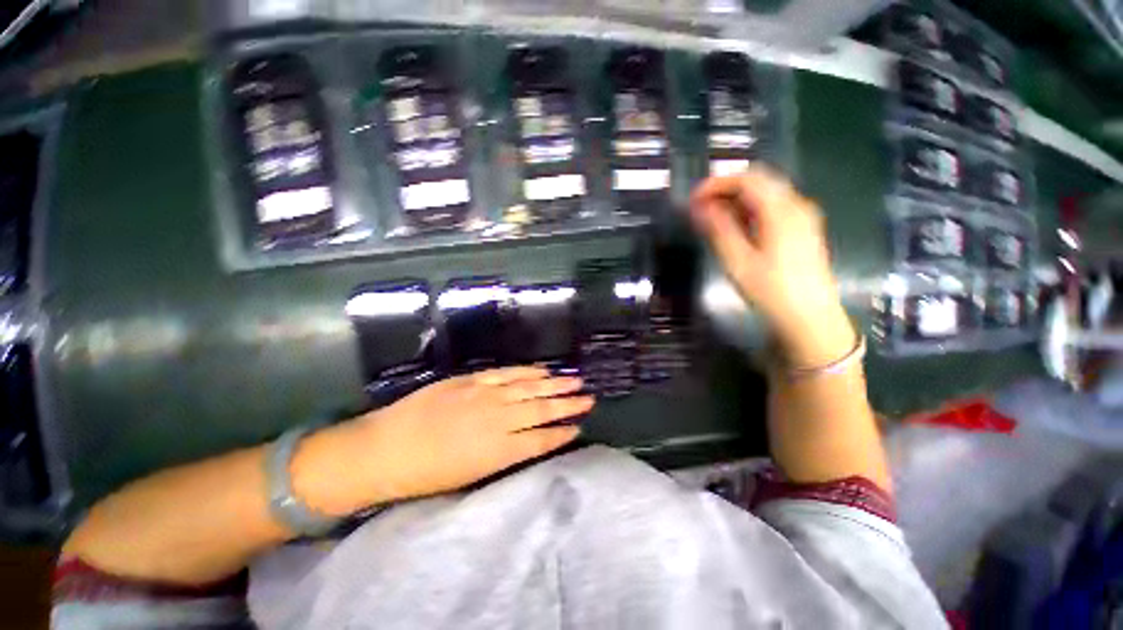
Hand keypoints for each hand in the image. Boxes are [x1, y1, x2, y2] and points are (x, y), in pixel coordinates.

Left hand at [346, 367, 591, 504]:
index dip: (562, 433)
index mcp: (499, 450)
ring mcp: (486, 395)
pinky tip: (541, 369)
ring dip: (554, 384)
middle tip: (589, 398)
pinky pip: (507, 373)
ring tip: (575, 380)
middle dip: (568, 404)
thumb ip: (503, 456)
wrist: (384, 450)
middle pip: (542, 409)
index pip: (542, 439)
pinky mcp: (472, 380)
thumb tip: (526, 441)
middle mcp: (499, 419)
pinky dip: (527, 371)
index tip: (579, 427)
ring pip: (529, 387)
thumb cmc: (425, 474)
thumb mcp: (470, 476)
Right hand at [690, 168, 853, 364]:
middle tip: (700, 207)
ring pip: (766, 193)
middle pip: (759, 181)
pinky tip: (736, 227)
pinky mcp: (802, 229)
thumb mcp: (737, 261)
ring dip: (737, 199)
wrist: (809, 318)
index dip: (716, 184)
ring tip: (712, 218)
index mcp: (781, 210)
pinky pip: (773, 207)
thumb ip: (719, 229)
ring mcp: (803, 216)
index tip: (693, 199)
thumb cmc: (771, 290)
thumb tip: (700, 206)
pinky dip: (750, 210)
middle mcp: (796, 205)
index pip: (747, 179)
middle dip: (726, 189)